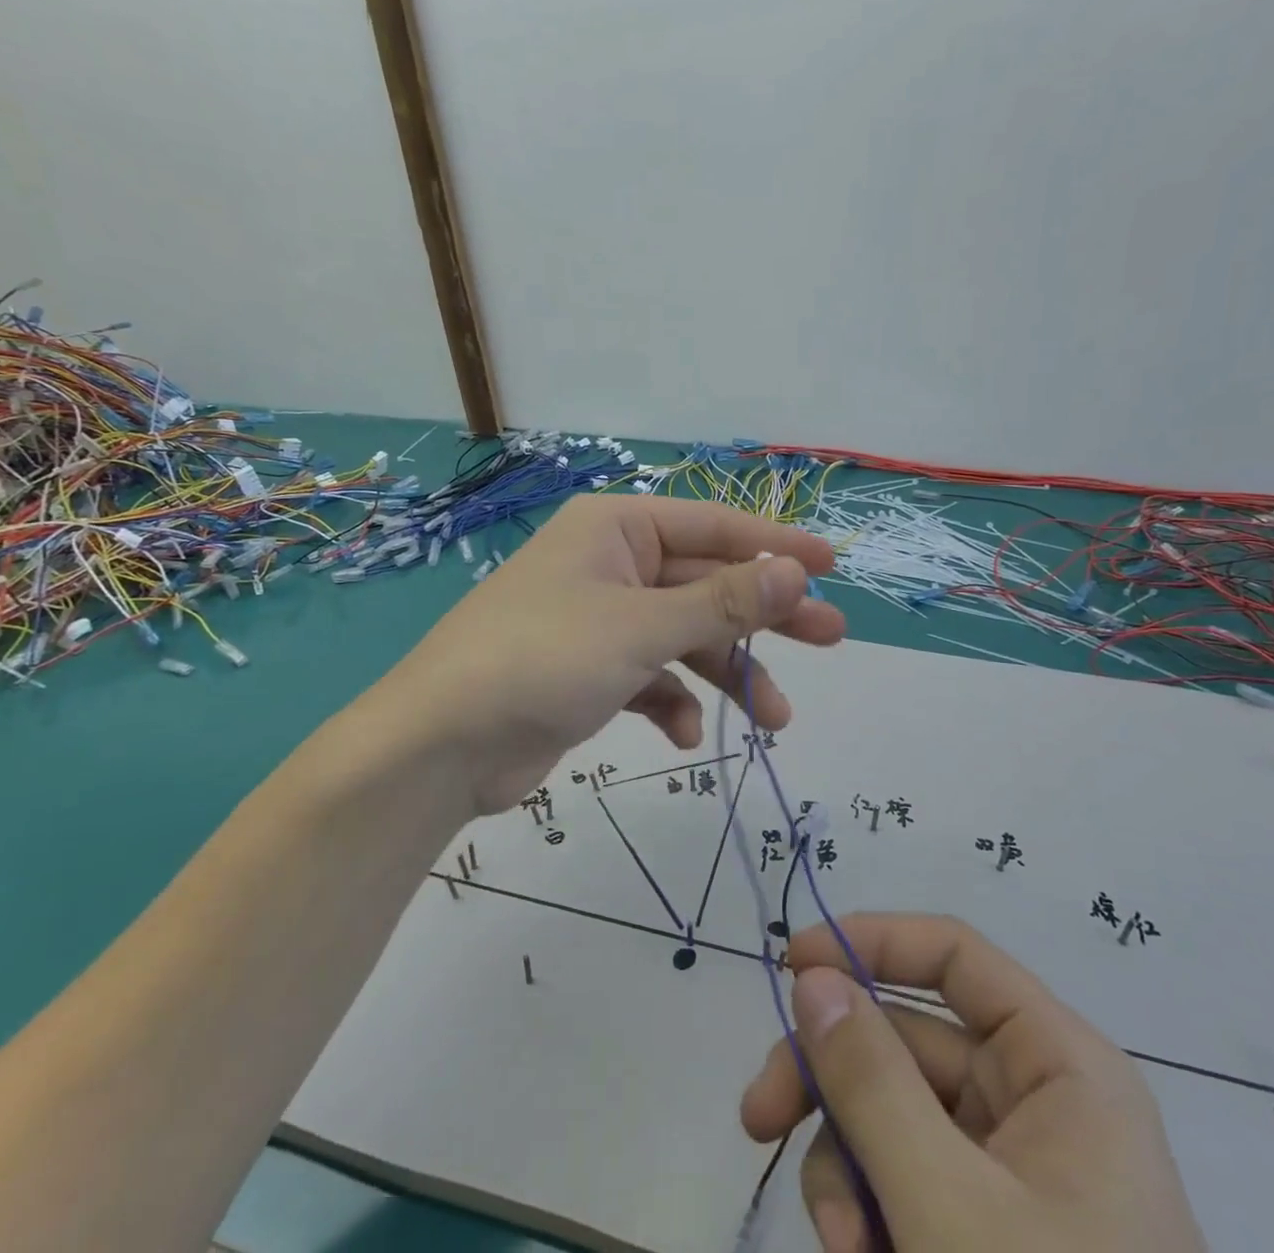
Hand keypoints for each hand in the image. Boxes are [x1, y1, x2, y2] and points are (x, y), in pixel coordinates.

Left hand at [377, 494, 844, 814]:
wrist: (439, 746)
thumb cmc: (543, 660)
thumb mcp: (641, 627)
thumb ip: (722, 602)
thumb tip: (797, 573)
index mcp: (616, 529)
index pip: (714, 527)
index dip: (776, 546)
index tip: (833, 564)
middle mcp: (611, 564)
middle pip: (706, 582)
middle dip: (765, 615)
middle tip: (830, 636)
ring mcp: (601, 620)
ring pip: (685, 636)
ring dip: (729, 673)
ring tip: (776, 719)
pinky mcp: (591, 672)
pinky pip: (652, 676)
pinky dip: (675, 702)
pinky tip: (687, 734)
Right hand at [741, 914, 1206, 1252]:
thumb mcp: (948, 1211)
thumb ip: (872, 1084)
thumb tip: (812, 978)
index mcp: (1060, 1067)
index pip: (953, 954)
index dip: (870, 942)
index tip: (792, 965)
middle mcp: (1038, 1101)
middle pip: (906, 1039)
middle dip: (830, 1079)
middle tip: (758, 1117)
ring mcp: (1013, 1171)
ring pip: (894, 1113)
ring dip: (845, 1167)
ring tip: (839, 1245)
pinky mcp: (988, 1229)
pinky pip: (906, 1180)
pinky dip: (869, 1213)